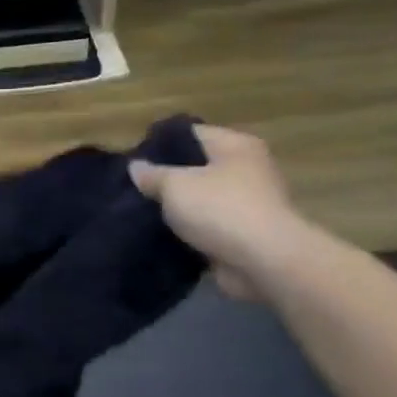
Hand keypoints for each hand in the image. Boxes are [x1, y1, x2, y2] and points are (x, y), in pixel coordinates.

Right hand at [129, 125, 320, 300]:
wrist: (264, 263)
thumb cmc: (220, 209)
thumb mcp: (174, 185)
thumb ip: (152, 174)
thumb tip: (135, 167)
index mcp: (235, 146)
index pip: (190, 134)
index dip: (159, 144)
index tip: (132, 159)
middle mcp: (247, 169)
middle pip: (196, 167)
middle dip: (166, 178)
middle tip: (133, 187)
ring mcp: (248, 204)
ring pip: (201, 199)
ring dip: (177, 208)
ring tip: (141, 212)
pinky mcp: (244, 235)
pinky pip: (208, 227)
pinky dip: (189, 231)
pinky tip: (161, 235)